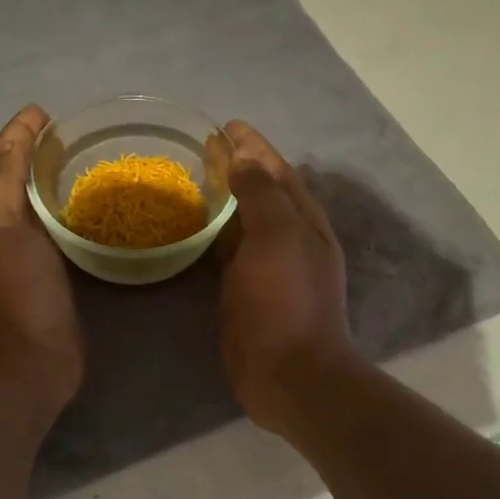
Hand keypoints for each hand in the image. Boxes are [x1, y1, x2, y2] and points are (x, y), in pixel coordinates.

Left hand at [0, 106, 82, 414]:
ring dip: (37, 181)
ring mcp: (10, 260)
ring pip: (21, 207)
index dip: (13, 136)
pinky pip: (42, 232)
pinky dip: (53, 212)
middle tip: (58, 134)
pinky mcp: (36, 278)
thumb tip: (13, 143)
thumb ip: (5, 184)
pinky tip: (75, 211)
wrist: (27, 365)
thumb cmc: (15, 294)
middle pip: (2, 182)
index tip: (41, 112)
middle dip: (23, 154)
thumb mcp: (3, 231)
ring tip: (68, 162)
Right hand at [218, 121, 359, 436]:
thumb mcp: (278, 237)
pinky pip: (228, 247)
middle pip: (262, 190)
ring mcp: (267, 265)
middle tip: (205, 146)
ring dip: (226, 195)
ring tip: (197, 176)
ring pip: (244, 218)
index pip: (277, 170)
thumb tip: (245, 160)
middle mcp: (289, 237)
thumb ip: (262, 194)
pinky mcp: (244, 288)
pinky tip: (196, 224)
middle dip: (238, 165)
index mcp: (303, 220)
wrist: (288, 374)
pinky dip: (215, 229)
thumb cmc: (285, 300)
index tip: (226, 124)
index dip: (254, 145)